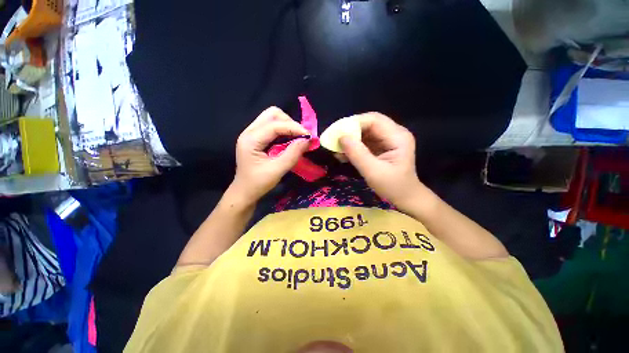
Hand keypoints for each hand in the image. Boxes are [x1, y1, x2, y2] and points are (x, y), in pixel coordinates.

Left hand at [232, 107, 310, 202]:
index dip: (294, 127)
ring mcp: (251, 133)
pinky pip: (271, 126)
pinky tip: (289, 139)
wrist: (244, 192)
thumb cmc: (258, 183)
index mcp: (251, 139)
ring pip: (272, 118)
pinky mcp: (256, 138)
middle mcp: (249, 132)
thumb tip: (308, 140)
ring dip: (287, 125)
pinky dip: (283, 130)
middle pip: (272, 114)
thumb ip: (293, 154)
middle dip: (290, 123)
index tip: (309, 136)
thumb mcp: (277, 170)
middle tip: (301, 136)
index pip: (275, 125)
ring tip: (297, 137)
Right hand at [340, 112, 423, 211]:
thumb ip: (358, 154)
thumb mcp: (373, 172)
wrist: (405, 197)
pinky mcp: (381, 146)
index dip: (354, 123)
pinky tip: (342, 154)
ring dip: (349, 139)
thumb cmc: (393, 187)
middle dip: (349, 130)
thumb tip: (341, 138)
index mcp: (398, 136)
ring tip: (336, 148)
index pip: (374, 120)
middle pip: (368, 123)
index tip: (337, 133)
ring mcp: (387, 139)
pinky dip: (353, 146)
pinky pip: (364, 141)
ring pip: (364, 132)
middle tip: (334, 139)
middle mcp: (394, 133)